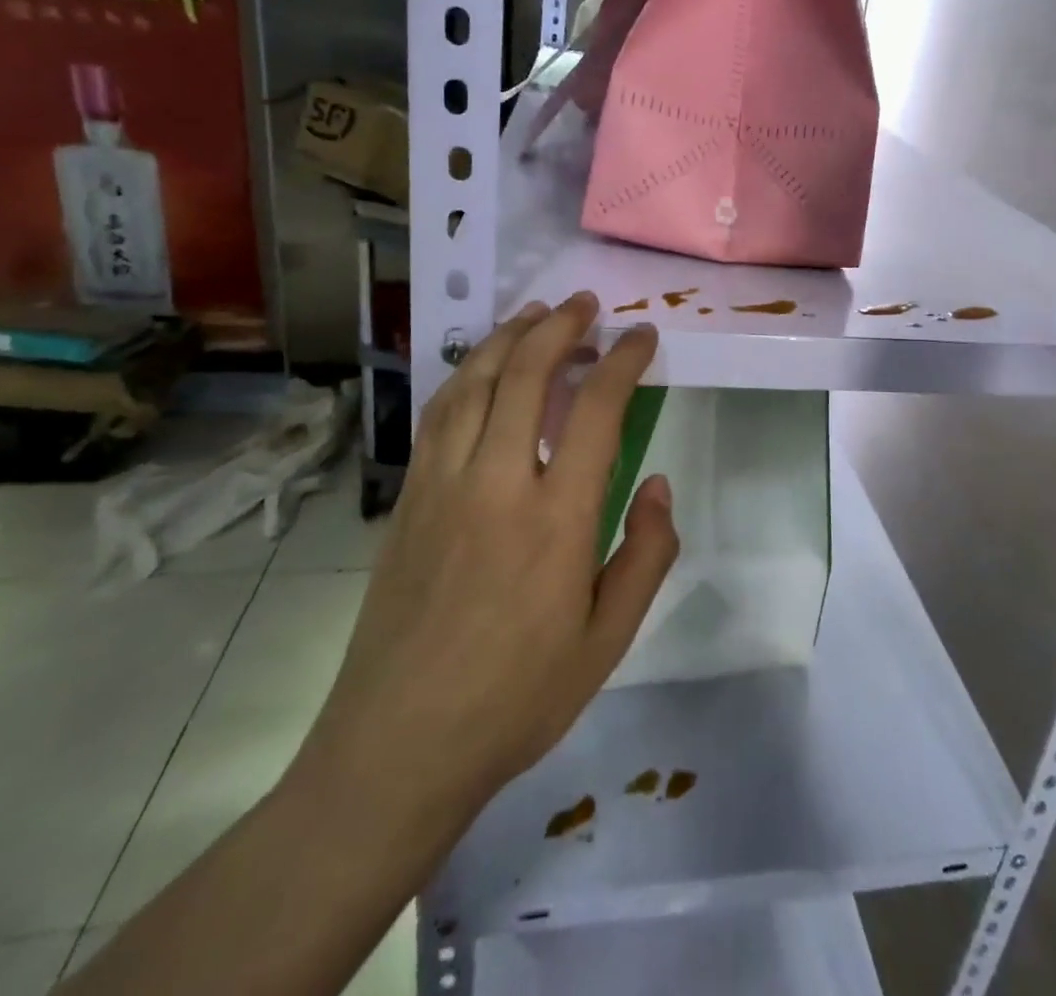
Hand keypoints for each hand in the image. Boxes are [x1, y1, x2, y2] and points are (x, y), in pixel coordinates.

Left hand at [291, 292, 677, 855]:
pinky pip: (439, 415)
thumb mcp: (608, 641)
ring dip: (508, 337)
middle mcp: (497, 484)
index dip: (623, 361)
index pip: (596, 409)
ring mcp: (443, 486)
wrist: (397, 749)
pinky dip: (467, 374)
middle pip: (525, 374)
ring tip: (535, 314)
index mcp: (557, 519)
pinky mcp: (408, 499)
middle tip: (586, 306)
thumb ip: (646, 555)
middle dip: (561, 327)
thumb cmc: (518, 698)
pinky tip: (481, 369)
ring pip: (474, 383)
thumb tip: (658, 484)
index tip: (642, 337)